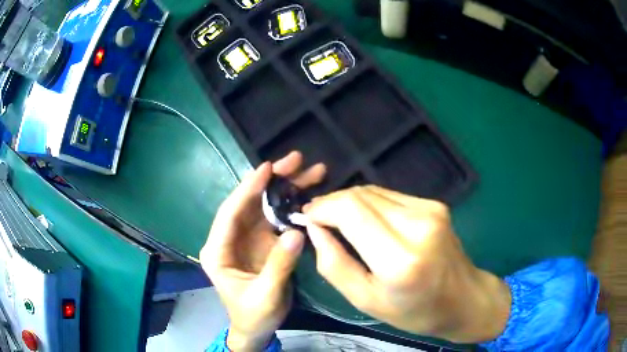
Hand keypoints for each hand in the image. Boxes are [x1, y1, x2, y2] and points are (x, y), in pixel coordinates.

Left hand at [200, 152, 325, 350]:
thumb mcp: (265, 295)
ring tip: (309, 171)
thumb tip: (297, 232)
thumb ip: (279, 265)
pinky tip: (308, 193)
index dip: (247, 189)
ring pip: (265, 206)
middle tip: (296, 160)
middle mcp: (230, 238)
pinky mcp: (264, 242)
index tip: (267, 168)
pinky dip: (292, 205)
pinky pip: (277, 218)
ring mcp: (248, 238)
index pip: (230, 213)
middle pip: (250, 203)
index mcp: (218, 250)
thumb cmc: (253, 315)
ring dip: (286, 188)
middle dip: (272, 181)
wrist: (257, 328)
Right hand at [304, 186, 510, 342]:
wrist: (464, 298)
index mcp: (400, 259)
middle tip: (318, 219)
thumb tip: (315, 229)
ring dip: (350, 203)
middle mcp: (418, 225)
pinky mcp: (435, 204)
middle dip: (332, 203)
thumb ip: (334, 264)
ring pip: (374, 191)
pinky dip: (370, 204)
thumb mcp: (365, 300)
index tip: (306, 217)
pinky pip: (390, 196)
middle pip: (360, 195)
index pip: (351, 210)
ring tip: (338, 221)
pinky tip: (367, 221)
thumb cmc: (414, 311)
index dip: (322, 207)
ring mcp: (430, 210)